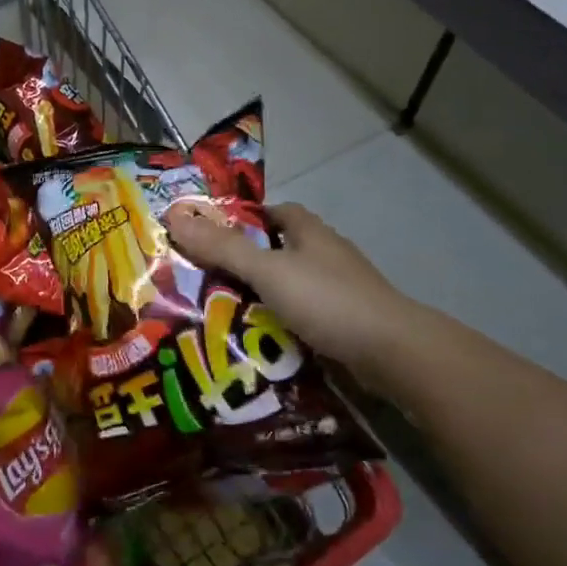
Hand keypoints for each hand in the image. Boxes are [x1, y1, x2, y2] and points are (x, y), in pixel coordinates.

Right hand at [166, 201, 411, 371]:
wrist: (391, 352)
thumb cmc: (327, 299)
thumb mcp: (267, 271)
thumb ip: (223, 248)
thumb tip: (175, 216)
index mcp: (309, 232)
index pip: (274, 212)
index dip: (244, 219)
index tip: (212, 236)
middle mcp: (325, 255)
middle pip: (278, 251)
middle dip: (245, 263)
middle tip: (204, 280)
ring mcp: (339, 290)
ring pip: (289, 287)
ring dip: (261, 298)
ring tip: (221, 314)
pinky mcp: (345, 322)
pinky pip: (302, 317)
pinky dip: (280, 325)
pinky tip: (258, 341)